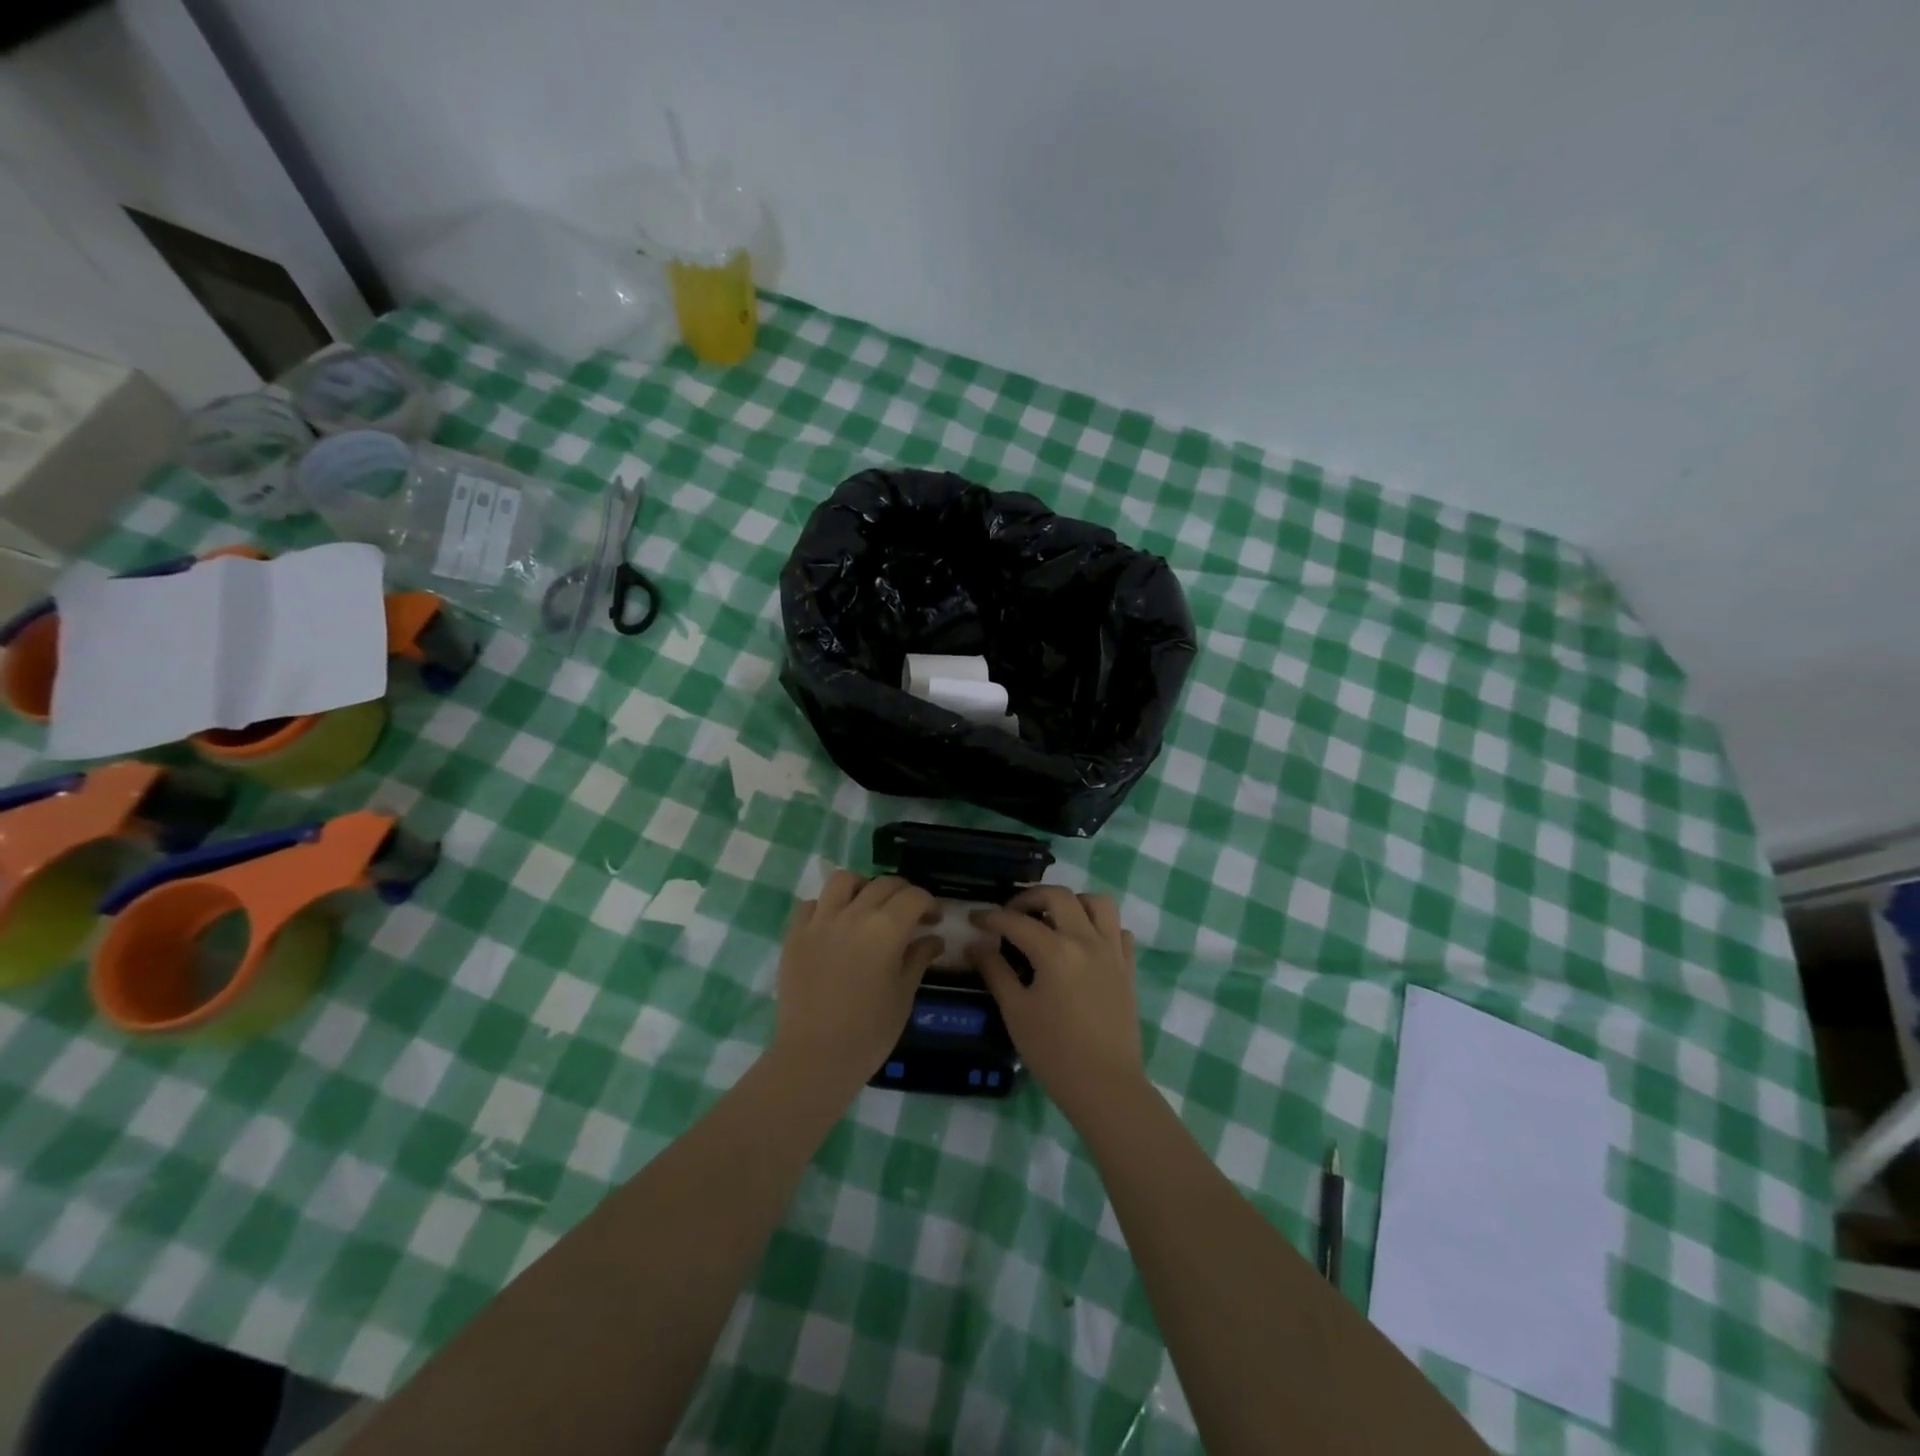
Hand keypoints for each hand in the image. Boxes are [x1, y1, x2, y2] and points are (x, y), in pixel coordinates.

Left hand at [771, 870, 941, 1092]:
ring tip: (868, 907)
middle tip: (909, 914)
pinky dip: (827, 906)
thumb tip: (934, 939)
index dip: (929, 904)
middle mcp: (854, 914)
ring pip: (844, 880)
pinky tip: (835, 925)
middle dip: (902, 893)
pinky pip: (812, 904)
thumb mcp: (903, 995)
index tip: (933, 920)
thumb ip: (918, 959)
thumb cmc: (869, 1032)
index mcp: (886, 928)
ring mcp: (820, 921)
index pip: (914, 896)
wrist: (814, 1057)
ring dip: (862, 887)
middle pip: (883, 884)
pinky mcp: (795, 934)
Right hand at [966, 888, 1142, 1122]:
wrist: (1105, 1086)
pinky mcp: (1128, 968)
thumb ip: (995, 971)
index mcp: (1055, 951)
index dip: (991, 917)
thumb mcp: (1016, 1012)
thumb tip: (976, 945)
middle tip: (1012, 913)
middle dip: (1030, 897)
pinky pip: (1118, 930)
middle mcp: (1086, 940)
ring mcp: (1112, 952)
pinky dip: (1101, 926)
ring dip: (1072, 902)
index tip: (975, 918)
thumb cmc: (1054, 1052)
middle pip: (1058, 896)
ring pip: (1098, 903)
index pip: (1017, 921)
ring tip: (1054, 918)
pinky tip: (1085, 943)